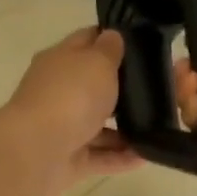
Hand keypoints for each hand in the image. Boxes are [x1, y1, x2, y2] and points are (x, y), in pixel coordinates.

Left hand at [0, 28, 143, 195]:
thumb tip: (112, 36)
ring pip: (98, 124)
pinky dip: (121, 157)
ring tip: (158, 127)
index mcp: (60, 60)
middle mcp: (59, 91)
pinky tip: (147, 155)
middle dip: (123, 88)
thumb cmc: (70, 96)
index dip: (112, 38)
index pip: (87, 40)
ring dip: (126, 128)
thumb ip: (109, 49)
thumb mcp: (97, 62)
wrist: (36, 151)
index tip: (142, 43)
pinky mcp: (69, 159)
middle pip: (93, 85)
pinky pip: (101, 156)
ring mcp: (62, 127)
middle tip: (160, 89)